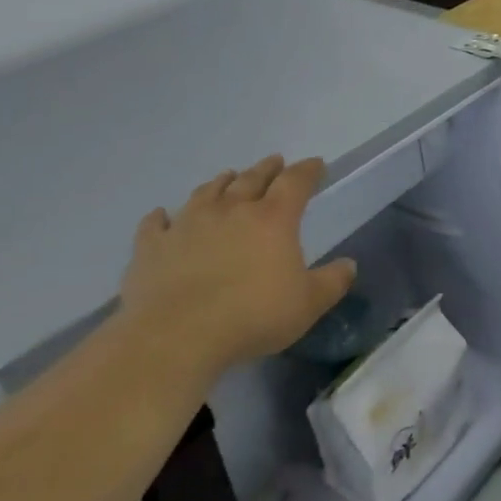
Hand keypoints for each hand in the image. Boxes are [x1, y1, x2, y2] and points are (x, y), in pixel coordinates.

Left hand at [119, 155, 355, 380]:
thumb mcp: (308, 304)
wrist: (174, 338)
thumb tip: (349, 265)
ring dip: (220, 183)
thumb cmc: (251, 316)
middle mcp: (231, 210)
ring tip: (227, 178)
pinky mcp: (151, 248)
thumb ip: (332, 282)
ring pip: (206, 193)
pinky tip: (161, 215)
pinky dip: (161, 217)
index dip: (308, 170)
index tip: (317, 164)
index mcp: (273, 218)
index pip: (296, 181)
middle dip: (267, 169)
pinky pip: (155, 225)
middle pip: (251, 179)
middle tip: (274, 162)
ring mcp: (187, 225)